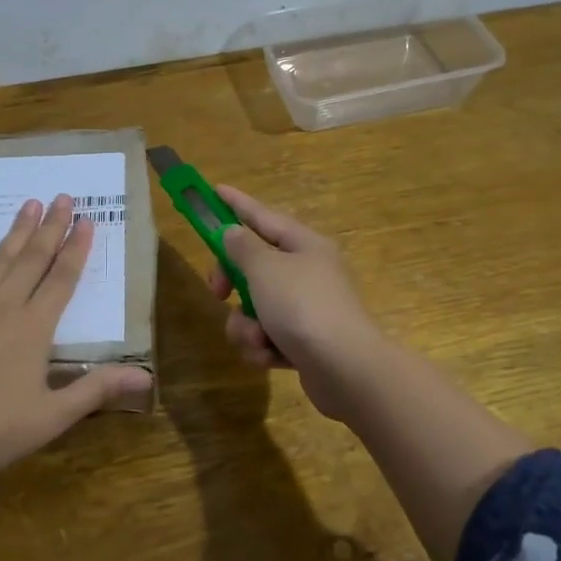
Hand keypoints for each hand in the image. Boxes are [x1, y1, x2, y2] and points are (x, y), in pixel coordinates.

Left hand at [0, 194, 151, 480]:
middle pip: (33, 260)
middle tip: (62, 197)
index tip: (87, 220)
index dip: (77, 249)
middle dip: (50, 227)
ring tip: (28, 204)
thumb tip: (146, 376)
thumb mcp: (52, 416)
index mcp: (34, 328)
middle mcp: (4, 306)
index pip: (62, 279)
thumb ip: (96, 390)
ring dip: (15, 232)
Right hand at [206, 185, 390, 419]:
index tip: (214, 191)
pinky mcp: (303, 343)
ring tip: (258, 338)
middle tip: (218, 292)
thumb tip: (233, 233)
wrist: (346, 369)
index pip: (262, 216)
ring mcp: (306, 309)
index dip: (236, 204)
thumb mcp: (265, 269)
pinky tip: (270, 357)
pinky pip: (266, 336)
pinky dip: (262, 347)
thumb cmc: (303, 307)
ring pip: (254, 307)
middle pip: (253, 266)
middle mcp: (307, 272)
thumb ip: (242, 248)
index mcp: (304, 245)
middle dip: (231, 283)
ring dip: (246, 325)